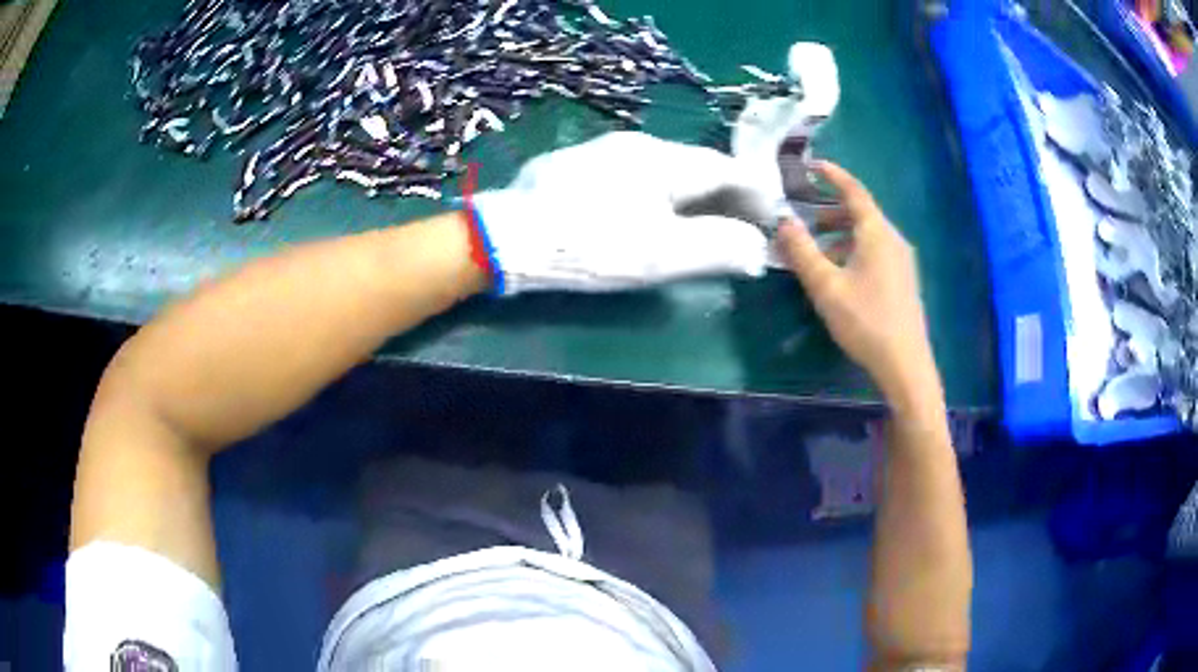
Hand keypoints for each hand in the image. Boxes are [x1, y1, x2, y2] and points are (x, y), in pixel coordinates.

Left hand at [471, 132, 781, 293]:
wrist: (506, 239)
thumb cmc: (591, 246)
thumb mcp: (660, 254)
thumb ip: (717, 248)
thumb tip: (757, 248)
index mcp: (663, 159)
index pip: (726, 169)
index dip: (754, 193)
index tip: (771, 218)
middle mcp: (636, 145)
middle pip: (696, 167)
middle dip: (725, 196)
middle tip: (742, 227)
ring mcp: (603, 152)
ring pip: (665, 170)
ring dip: (692, 195)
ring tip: (703, 225)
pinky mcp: (578, 167)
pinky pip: (635, 175)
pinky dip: (659, 195)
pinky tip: (652, 215)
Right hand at [777, 161, 938, 400]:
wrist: (905, 363)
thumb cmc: (865, 320)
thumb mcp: (826, 286)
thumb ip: (802, 251)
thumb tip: (783, 222)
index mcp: (876, 233)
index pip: (853, 191)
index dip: (833, 175)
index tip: (812, 166)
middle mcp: (893, 239)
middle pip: (862, 213)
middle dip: (833, 211)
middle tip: (807, 221)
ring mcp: (903, 260)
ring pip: (869, 234)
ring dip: (842, 235)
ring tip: (819, 252)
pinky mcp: (904, 279)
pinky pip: (877, 251)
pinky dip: (855, 250)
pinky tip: (842, 276)